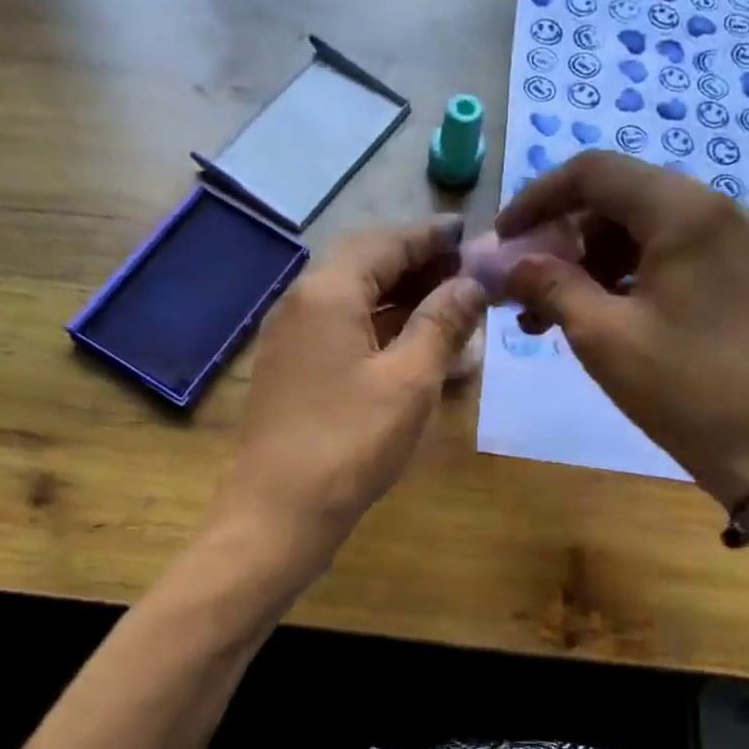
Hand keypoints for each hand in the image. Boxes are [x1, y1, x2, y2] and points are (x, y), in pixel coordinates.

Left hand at [212, 217, 486, 564]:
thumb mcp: (409, 381)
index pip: (385, 242)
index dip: (431, 237)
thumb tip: (472, 283)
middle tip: (466, 275)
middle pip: (365, 265)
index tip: (471, 234)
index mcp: (326, 292)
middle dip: (417, 265)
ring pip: (353, 299)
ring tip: (450, 309)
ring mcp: (290, 339)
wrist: (276, 514)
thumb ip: (442, 323)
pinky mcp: (291, 371)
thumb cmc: (349, 444)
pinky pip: (341, 331)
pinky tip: (413, 348)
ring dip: (400, 299)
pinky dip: (379, 330)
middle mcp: (300, 303)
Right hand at [496, 151, 748, 505]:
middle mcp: (717, 210)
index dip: (537, 199)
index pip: (595, 173)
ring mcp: (735, 243)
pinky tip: (594, 316)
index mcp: (686, 212)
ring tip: (548, 315)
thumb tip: (512, 265)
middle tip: (524, 284)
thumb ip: (550, 286)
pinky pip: (669, 255)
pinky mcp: (741, 275)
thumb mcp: (602, 336)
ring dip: (589, 262)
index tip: (502, 240)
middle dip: (562, 237)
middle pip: (619, 198)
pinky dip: (624, 276)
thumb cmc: (684, 388)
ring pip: (642, 229)